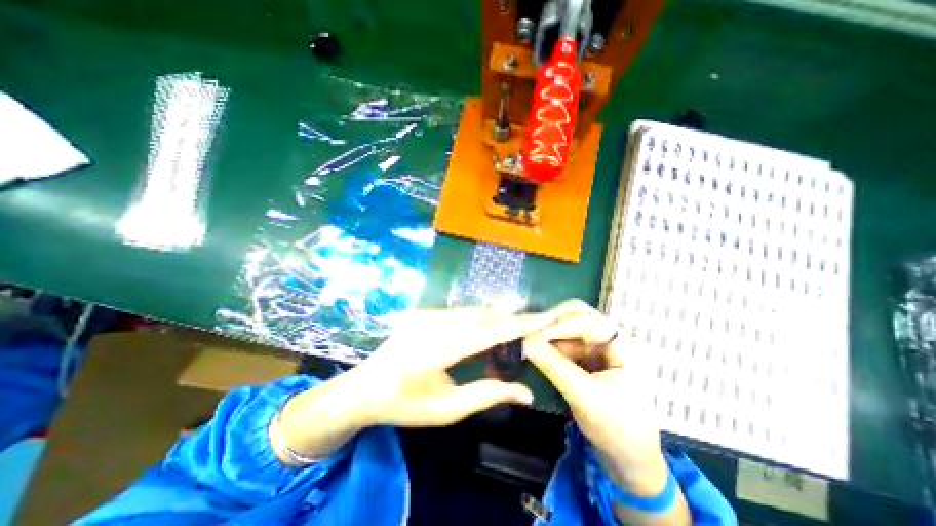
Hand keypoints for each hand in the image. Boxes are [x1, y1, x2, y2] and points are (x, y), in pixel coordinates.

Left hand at [345, 308, 550, 426]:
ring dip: (497, 319)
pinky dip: (480, 319)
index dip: (521, 324)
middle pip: (484, 315)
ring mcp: (427, 312)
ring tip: (518, 329)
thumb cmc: (402, 404)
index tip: (546, 317)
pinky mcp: (424, 311)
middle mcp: (434, 321)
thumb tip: (525, 392)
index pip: (490, 331)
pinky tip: (488, 330)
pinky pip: (460, 312)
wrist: (362, 388)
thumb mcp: (445, 408)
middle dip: (513, 319)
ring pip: (473, 311)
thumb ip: (486, 395)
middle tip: (538, 324)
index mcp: (438, 347)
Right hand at [526, 301, 665, 493]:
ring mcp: (598, 347)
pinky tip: (537, 351)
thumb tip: (525, 342)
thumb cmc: (616, 428)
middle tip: (529, 331)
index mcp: (621, 344)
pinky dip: (550, 345)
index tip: (532, 334)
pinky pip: (564, 343)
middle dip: (552, 322)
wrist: (629, 459)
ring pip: (567, 329)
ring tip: (528, 341)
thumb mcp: (583, 396)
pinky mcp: (587, 358)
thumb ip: (554, 366)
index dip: (557, 324)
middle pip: (577, 316)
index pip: (586, 320)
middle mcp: (610, 338)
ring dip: (548, 334)